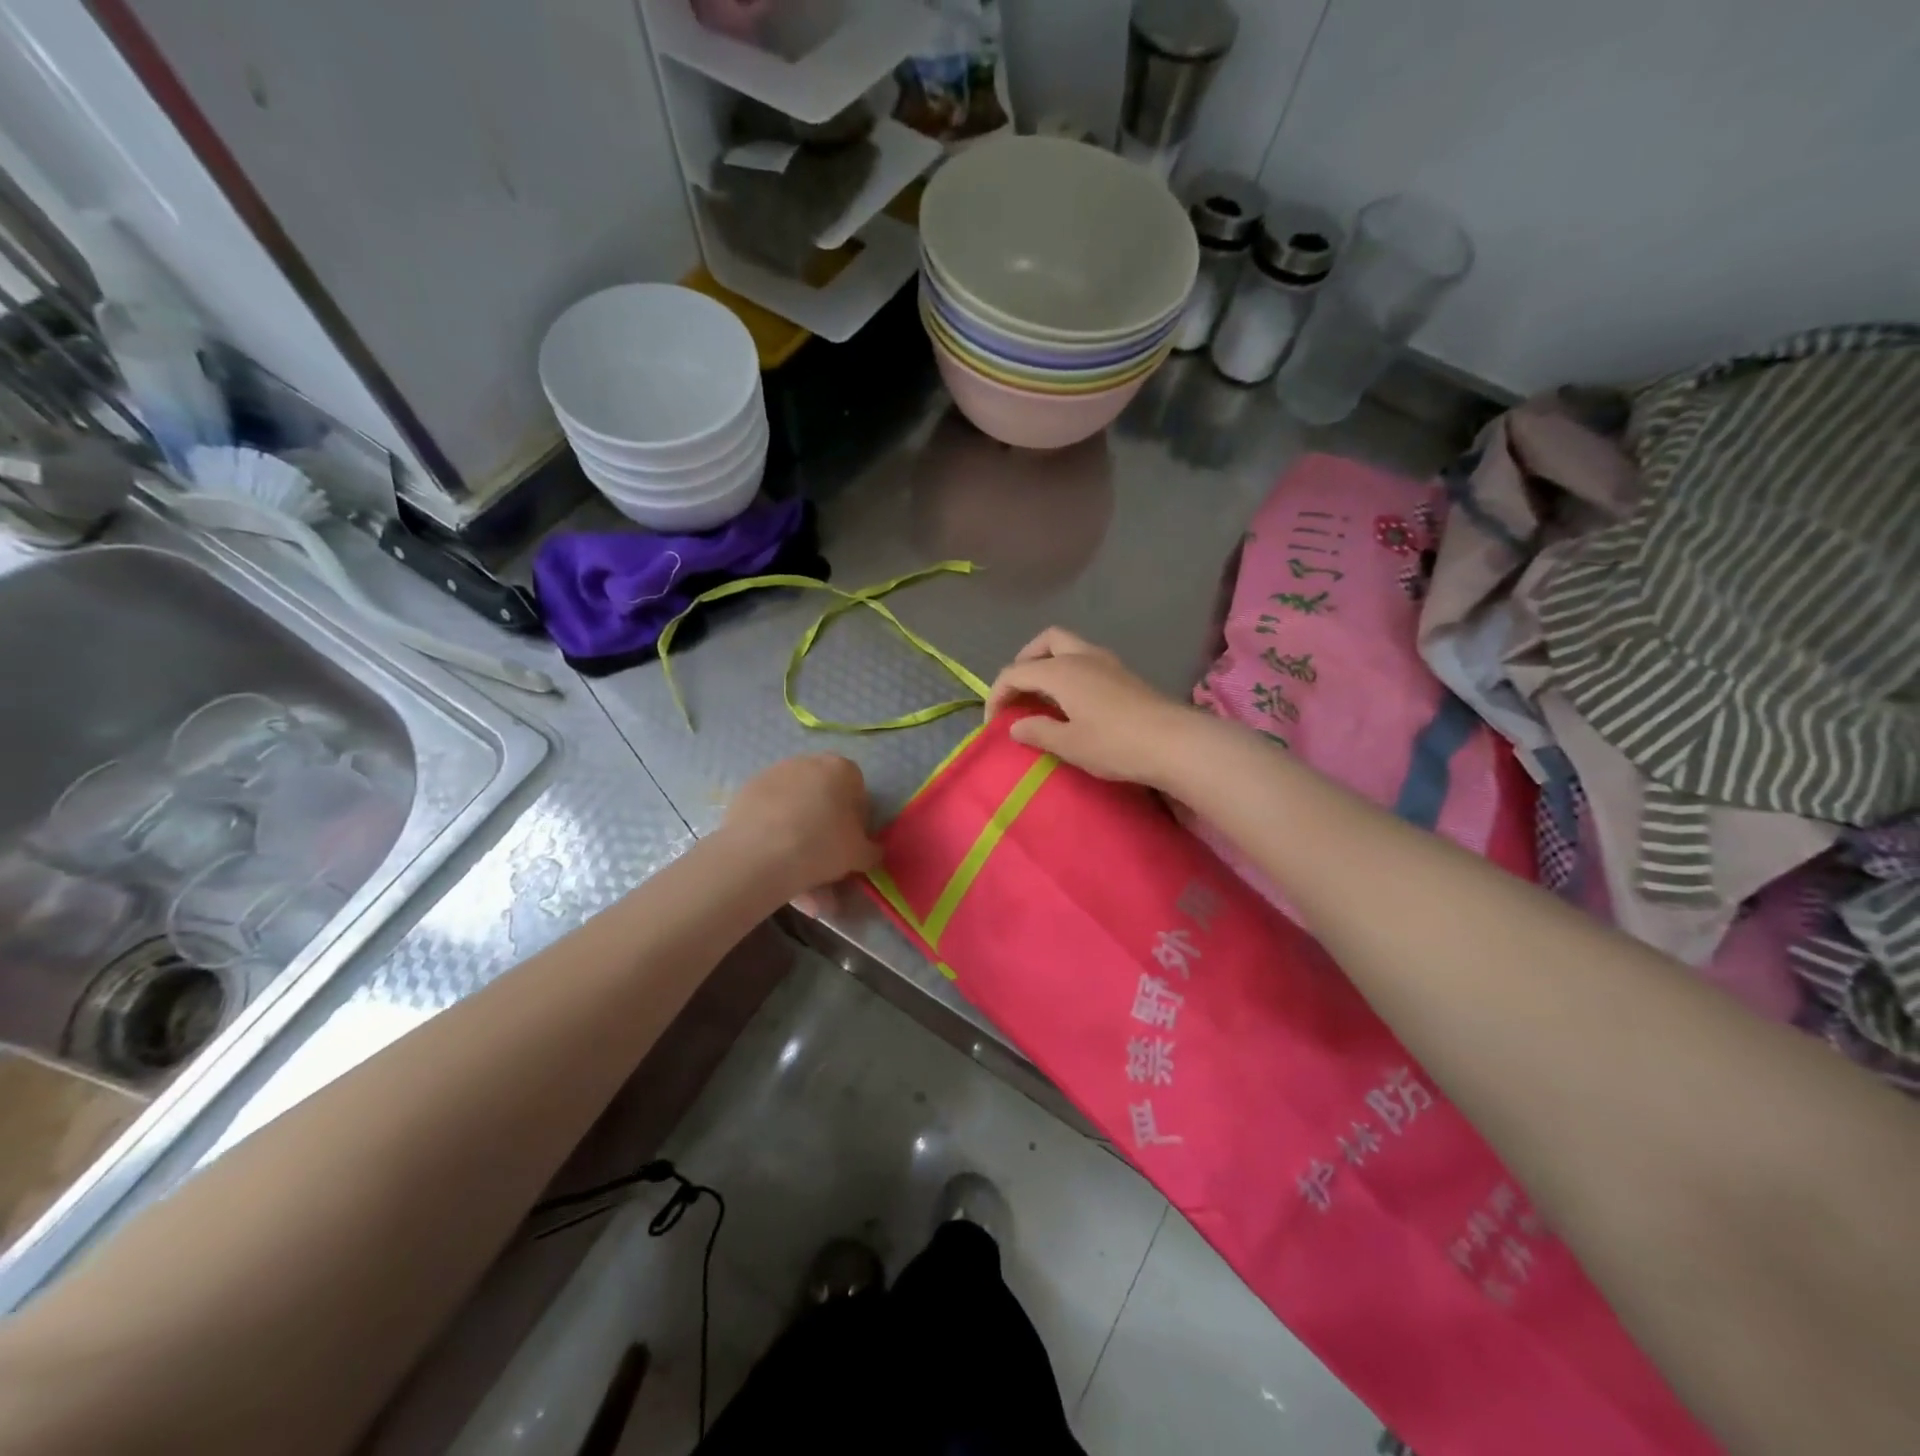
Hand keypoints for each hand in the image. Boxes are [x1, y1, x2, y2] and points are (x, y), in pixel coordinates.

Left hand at [722, 754, 882, 896]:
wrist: (760, 854)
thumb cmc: (822, 846)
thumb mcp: (860, 855)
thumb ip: (872, 850)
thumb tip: (872, 851)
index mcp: (841, 769)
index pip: (857, 789)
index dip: (856, 818)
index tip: (850, 842)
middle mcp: (808, 762)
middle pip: (824, 793)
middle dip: (825, 821)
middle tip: (823, 853)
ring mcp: (774, 773)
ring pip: (795, 803)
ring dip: (799, 827)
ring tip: (794, 865)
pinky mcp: (747, 790)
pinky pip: (769, 811)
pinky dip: (773, 830)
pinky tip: (772, 858)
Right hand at [985, 627, 1202, 787]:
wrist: (1175, 743)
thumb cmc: (1115, 744)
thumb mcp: (1069, 744)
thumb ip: (1037, 731)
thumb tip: (1015, 726)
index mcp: (1061, 671)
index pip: (1015, 672)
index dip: (997, 695)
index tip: (993, 724)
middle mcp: (1081, 656)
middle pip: (1044, 642)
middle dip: (1024, 662)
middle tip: (1019, 693)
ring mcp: (1107, 662)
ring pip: (1068, 647)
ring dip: (1049, 665)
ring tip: (1044, 698)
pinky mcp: (1124, 674)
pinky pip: (1085, 660)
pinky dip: (1069, 672)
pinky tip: (1073, 702)